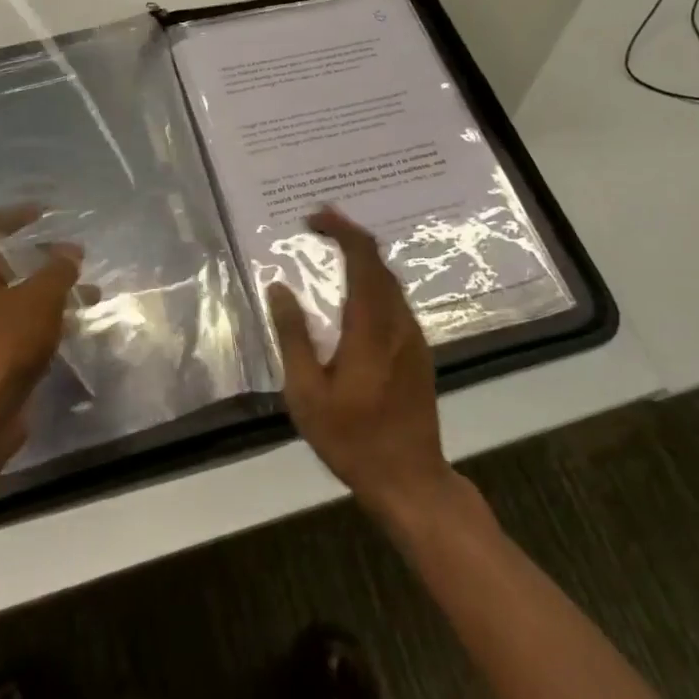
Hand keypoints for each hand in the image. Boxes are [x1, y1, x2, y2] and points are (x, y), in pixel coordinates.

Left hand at [0, 206, 84, 467]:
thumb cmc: (4, 345)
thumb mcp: (40, 298)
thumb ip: (58, 269)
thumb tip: (70, 251)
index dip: (16, 217)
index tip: (45, 212)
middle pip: (0, 263)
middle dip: (39, 257)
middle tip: (71, 253)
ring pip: (12, 297)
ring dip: (48, 291)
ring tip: (87, 290)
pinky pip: (14, 325)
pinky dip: (41, 318)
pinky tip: (73, 323)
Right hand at [268, 207, 452, 519]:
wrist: (410, 479)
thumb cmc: (351, 439)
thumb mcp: (306, 392)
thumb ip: (293, 335)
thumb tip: (278, 288)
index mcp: (370, 326)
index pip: (363, 257)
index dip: (341, 229)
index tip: (313, 219)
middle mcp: (398, 321)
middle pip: (379, 262)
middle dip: (349, 236)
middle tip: (318, 228)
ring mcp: (413, 336)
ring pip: (390, 280)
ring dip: (363, 259)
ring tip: (332, 253)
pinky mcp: (419, 351)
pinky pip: (395, 300)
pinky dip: (373, 282)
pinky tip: (354, 296)